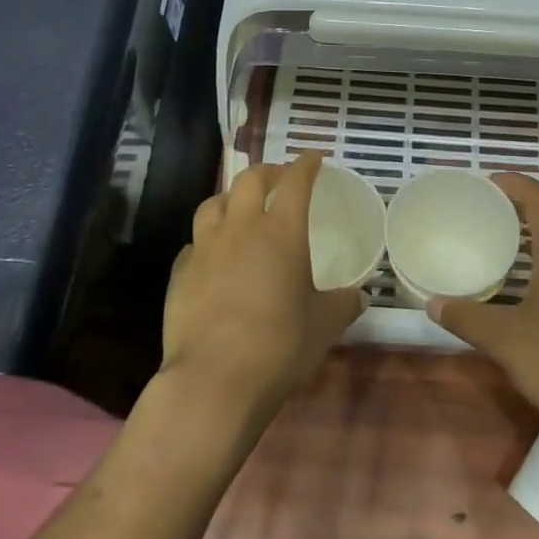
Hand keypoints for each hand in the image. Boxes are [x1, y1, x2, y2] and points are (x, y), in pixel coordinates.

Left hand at [159, 152, 364, 421]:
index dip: (306, 165)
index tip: (314, 158)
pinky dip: (208, 240)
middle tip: (279, 179)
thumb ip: (343, 304)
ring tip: (240, 209)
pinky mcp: (180, 274)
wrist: (214, 380)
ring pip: (213, 203)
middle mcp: (241, 229)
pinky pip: (194, 243)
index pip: (295, 182)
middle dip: (267, 172)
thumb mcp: (324, 325)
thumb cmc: (280, 346)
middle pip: (249, 179)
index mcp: (281, 232)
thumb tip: (358, 297)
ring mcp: (205, 249)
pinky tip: (214, 257)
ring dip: (230, 199)